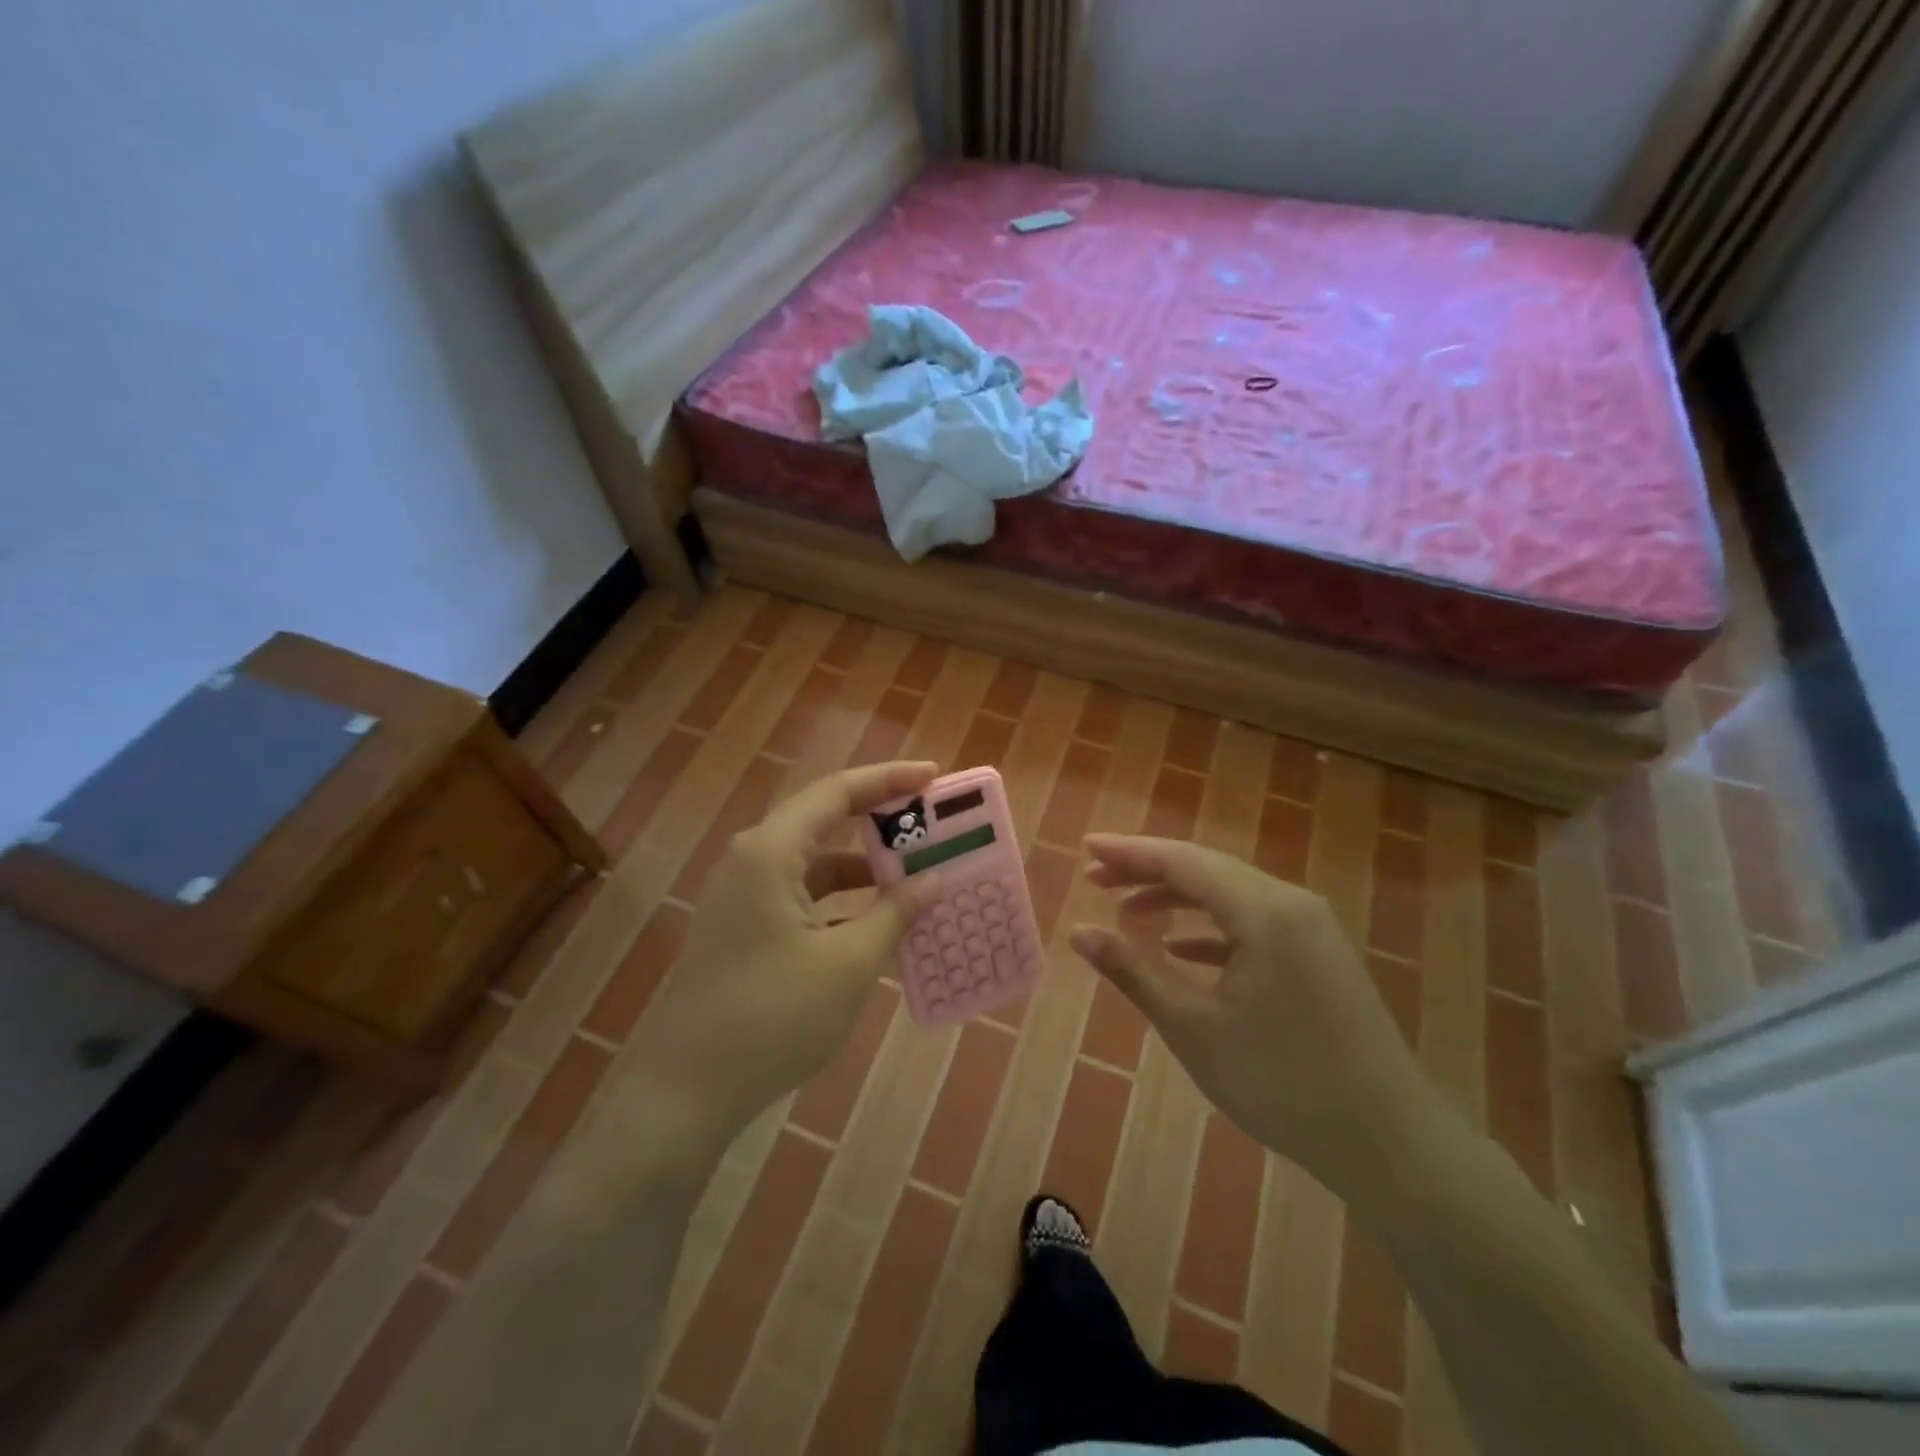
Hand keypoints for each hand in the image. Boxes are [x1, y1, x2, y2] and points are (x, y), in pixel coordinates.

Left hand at [631, 761, 943, 1138]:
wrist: (686, 1092)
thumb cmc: (772, 1018)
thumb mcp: (848, 965)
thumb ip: (894, 914)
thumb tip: (932, 881)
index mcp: (770, 853)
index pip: (836, 793)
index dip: (888, 780)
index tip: (933, 777)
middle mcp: (752, 861)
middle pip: (823, 819)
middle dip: (879, 818)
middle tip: (930, 821)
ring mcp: (743, 895)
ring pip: (813, 861)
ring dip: (862, 865)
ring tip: (915, 871)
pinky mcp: (743, 926)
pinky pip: (801, 894)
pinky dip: (841, 898)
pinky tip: (876, 919)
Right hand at [1069, 835, 1431, 1193]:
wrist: (1389, 1142)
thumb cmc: (1281, 1083)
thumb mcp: (1194, 1028)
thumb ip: (1134, 972)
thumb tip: (1079, 933)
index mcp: (1264, 911)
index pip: (1183, 862)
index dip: (1130, 852)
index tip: (1086, 847)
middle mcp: (1291, 903)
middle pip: (1206, 869)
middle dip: (1148, 870)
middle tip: (1094, 878)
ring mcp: (1311, 928)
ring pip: (1230, 894)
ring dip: (1177, 897)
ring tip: (1127, 910)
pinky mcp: (1318, 955)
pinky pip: (1253, 922)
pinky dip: (1210, 927)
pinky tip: (1180, 946)